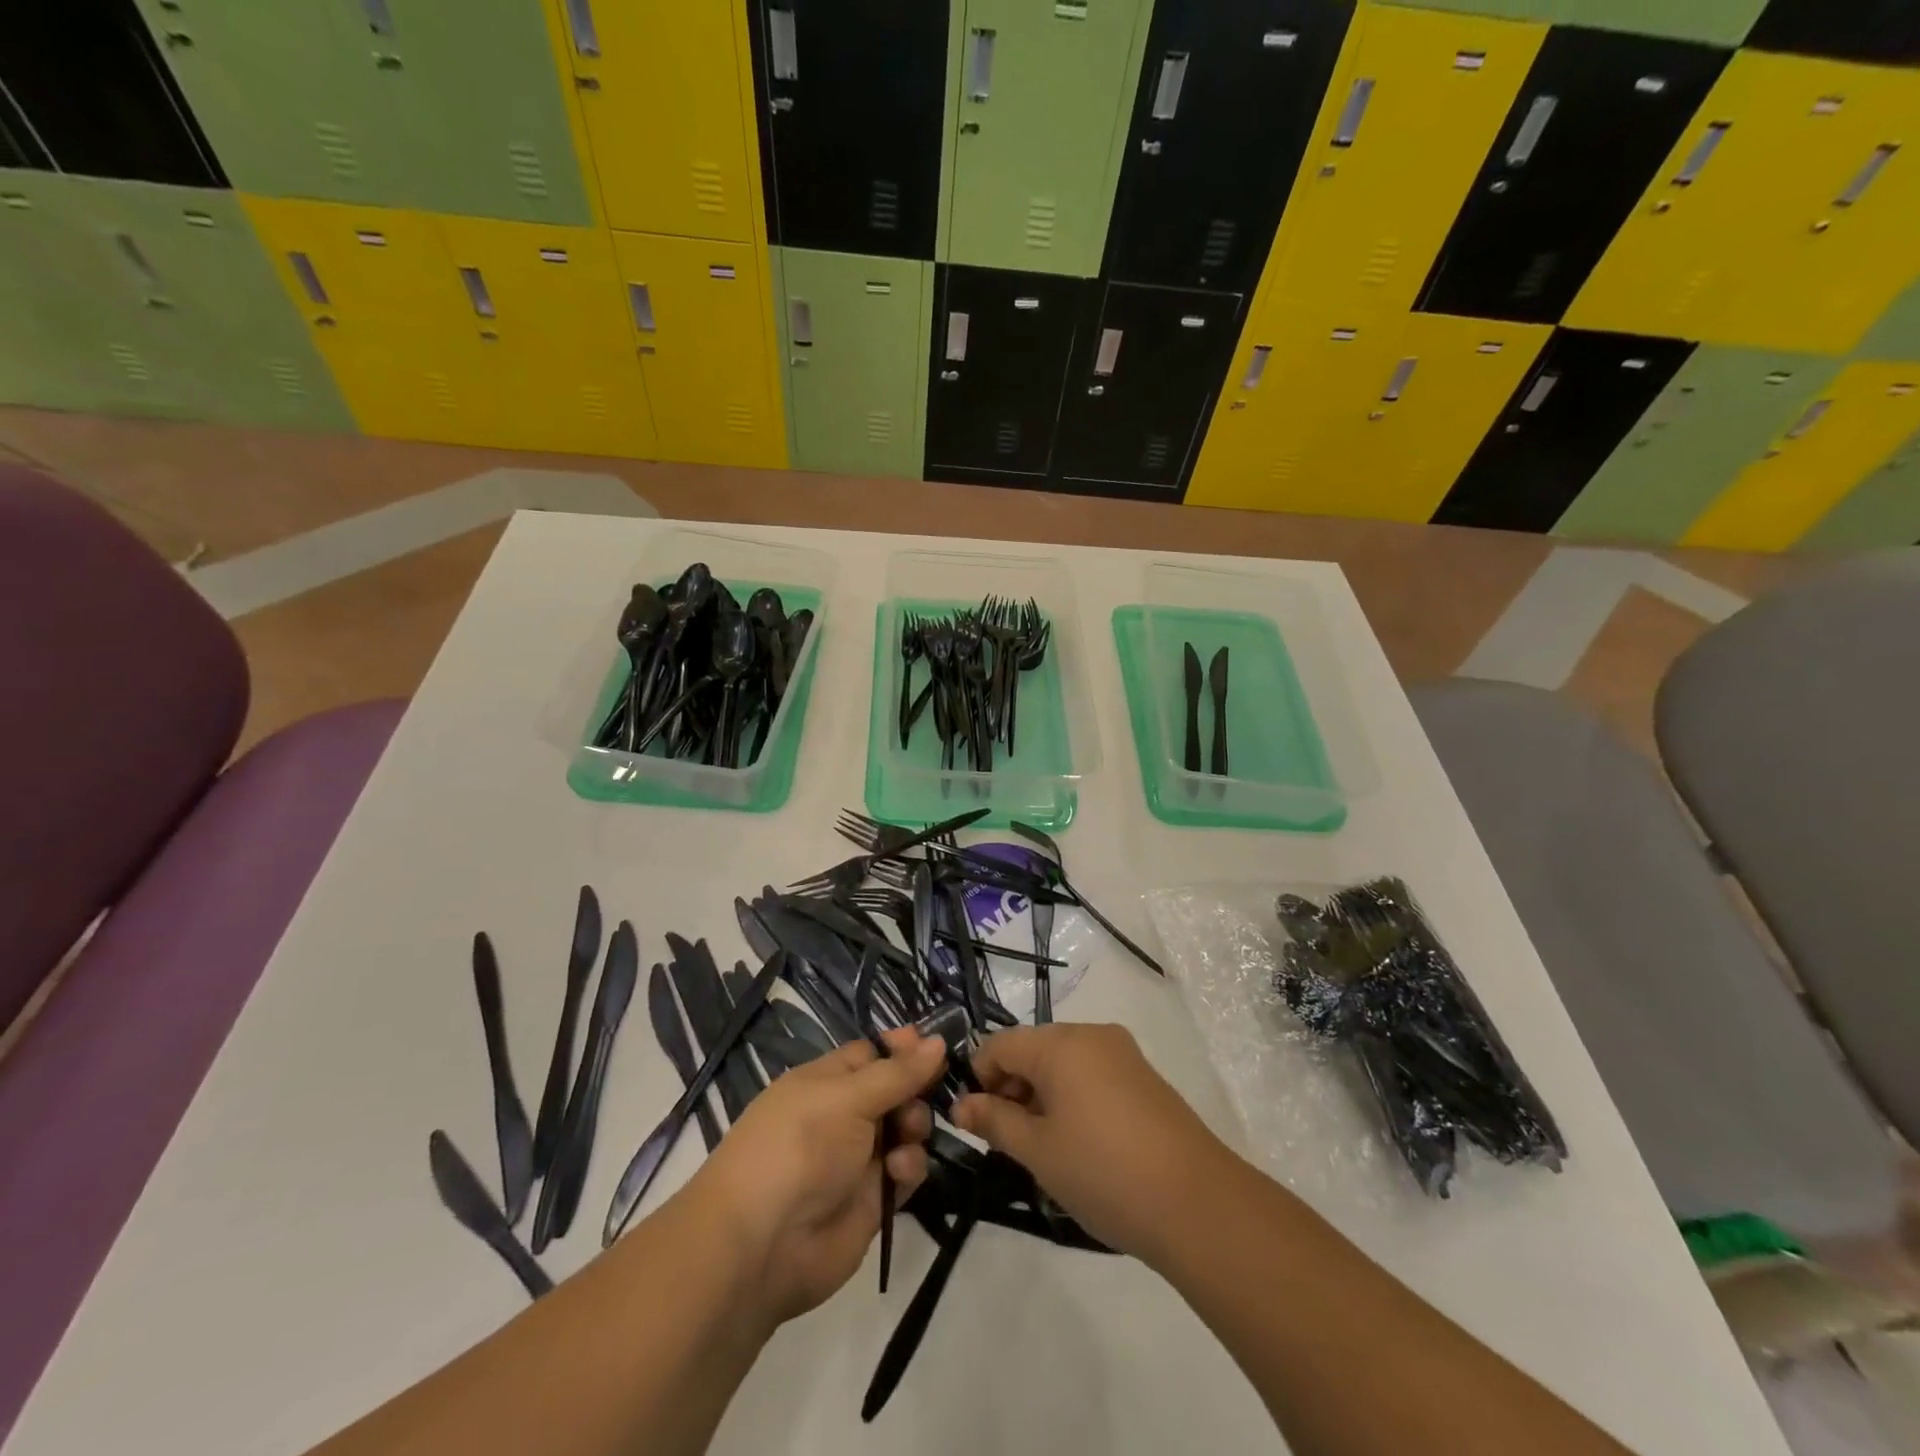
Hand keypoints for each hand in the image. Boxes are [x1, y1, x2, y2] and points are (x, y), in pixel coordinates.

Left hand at [686, 1029, 944, 1324]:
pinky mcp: (873, 1199)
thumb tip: (938, 1039)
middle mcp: (843, 1115)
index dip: (903, 1048)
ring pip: (906, 1130)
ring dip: (915, 1128)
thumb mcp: (847, 1098)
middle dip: (916, 1090)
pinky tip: (897, 1174)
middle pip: (896, 1090)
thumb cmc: (799, 1147)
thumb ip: (898, 1072)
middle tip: (923, 1098)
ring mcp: (858, 1158)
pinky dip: (909, 1169)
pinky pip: (906, 1172)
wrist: (761, 1245)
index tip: (937, 1046)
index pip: (873, 1053)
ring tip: (907, 1137)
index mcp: (826, 1081)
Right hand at [954, 1023, 1231, 1266]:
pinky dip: (1073, 1097)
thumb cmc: (1103, 1171)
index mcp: (1060, 1043)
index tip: (976, 1122)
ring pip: (1063, 1062)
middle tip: (1008, 1141)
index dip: (979, 1078)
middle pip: (1032, 1049)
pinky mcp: (1144, 1077)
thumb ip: (995, 1121)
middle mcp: (1091, 1035)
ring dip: (1041, 1095)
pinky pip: (1092, 1073)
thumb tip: (961, 1105)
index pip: (999, 1044)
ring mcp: (1122, 1054)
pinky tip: (1079, 1143)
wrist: (1197, 1203)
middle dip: (1011, 1088)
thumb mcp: (1038, 1151)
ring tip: (1043, 1148)